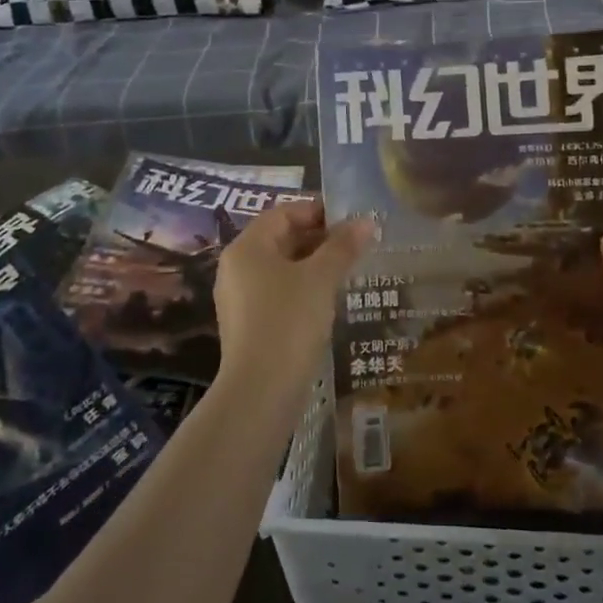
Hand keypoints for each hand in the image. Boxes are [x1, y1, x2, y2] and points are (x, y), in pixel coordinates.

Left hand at [213, 200, 373, 389]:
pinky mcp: (248, 325)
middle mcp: (236, 267)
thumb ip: (342, 247)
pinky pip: (277, 293)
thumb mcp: (320, 279)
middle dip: (319, 238)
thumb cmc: (289, 321)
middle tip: (355, 244)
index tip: (351, 219)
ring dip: (313, 264)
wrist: (261, 391)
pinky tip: (328, 300)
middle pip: (280, 239)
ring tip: (348, 269)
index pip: (283, 213)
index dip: (317, 210)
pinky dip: (302, 288)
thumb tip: (366, 221)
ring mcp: (239, 298)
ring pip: (280, 268)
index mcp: (247, 247)